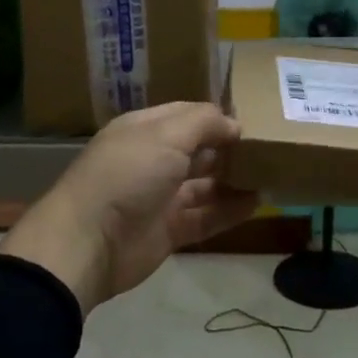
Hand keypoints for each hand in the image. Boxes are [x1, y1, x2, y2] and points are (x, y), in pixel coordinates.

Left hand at [3, 102, 258, 315]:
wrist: (88, 242)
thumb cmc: (127, 175)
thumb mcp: (166, 135)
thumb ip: (204, 123)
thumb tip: (234, 123)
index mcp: (144, 131)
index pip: (186, 115)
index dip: (217, 117)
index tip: (252, 120)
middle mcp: (153, 160)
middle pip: (198, 150)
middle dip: (228, 148)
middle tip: (267, 148)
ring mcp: (160, 198)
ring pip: (204, 185)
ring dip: (233, 180)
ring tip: (268, 175)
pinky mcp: (168, 231)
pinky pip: (205, 217)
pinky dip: (229, 210)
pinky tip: (256, 203)